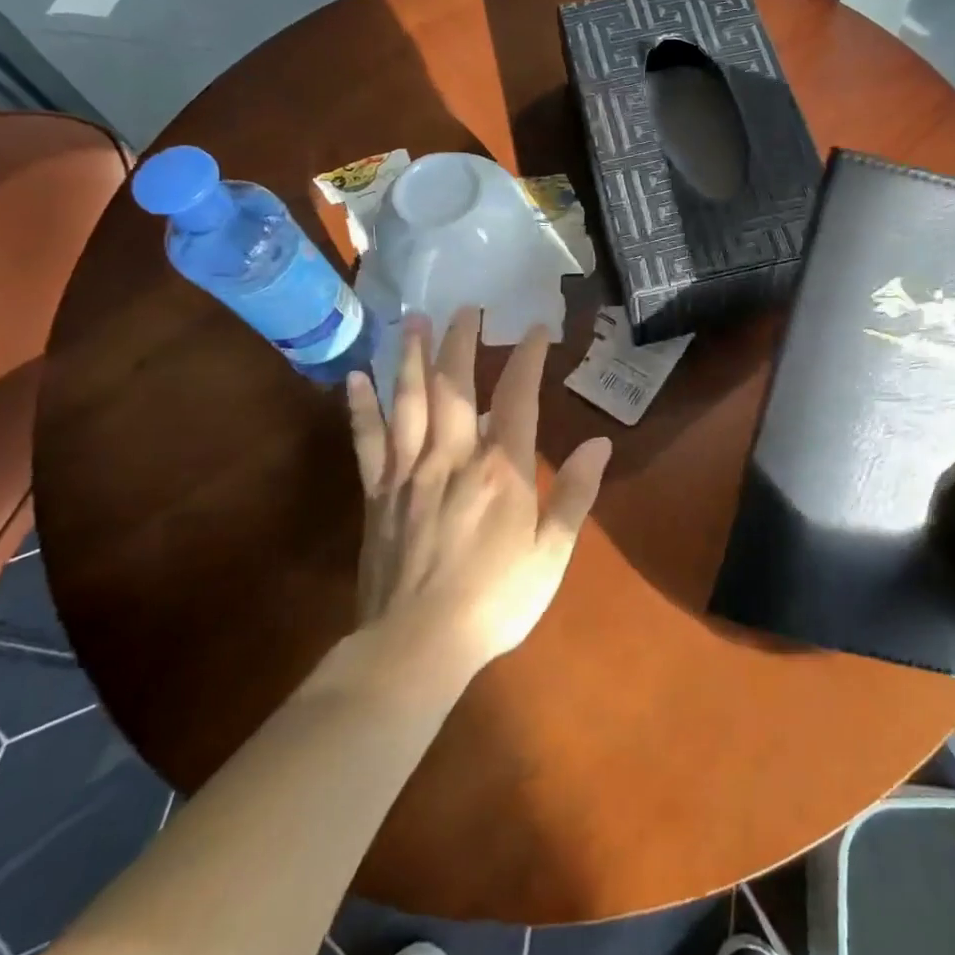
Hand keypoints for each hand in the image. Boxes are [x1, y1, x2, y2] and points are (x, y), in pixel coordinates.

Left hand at [346, 308, 611, 675]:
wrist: (417, 647)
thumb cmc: (496, 600)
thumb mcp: (552, 553)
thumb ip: (576, 494)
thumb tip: (600, 442)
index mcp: (502, 469)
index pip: (519, 397)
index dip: (529, 357)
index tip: (537, 328)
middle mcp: (454, 456)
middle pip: (455, 385)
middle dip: (461, 342)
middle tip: (465, 307)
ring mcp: (409, 472)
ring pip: (408, 401)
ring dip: (409, 356)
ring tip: (411, 319)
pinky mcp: (377, 494)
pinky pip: (367, 441)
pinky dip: (360, 407)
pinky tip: (354, 378)